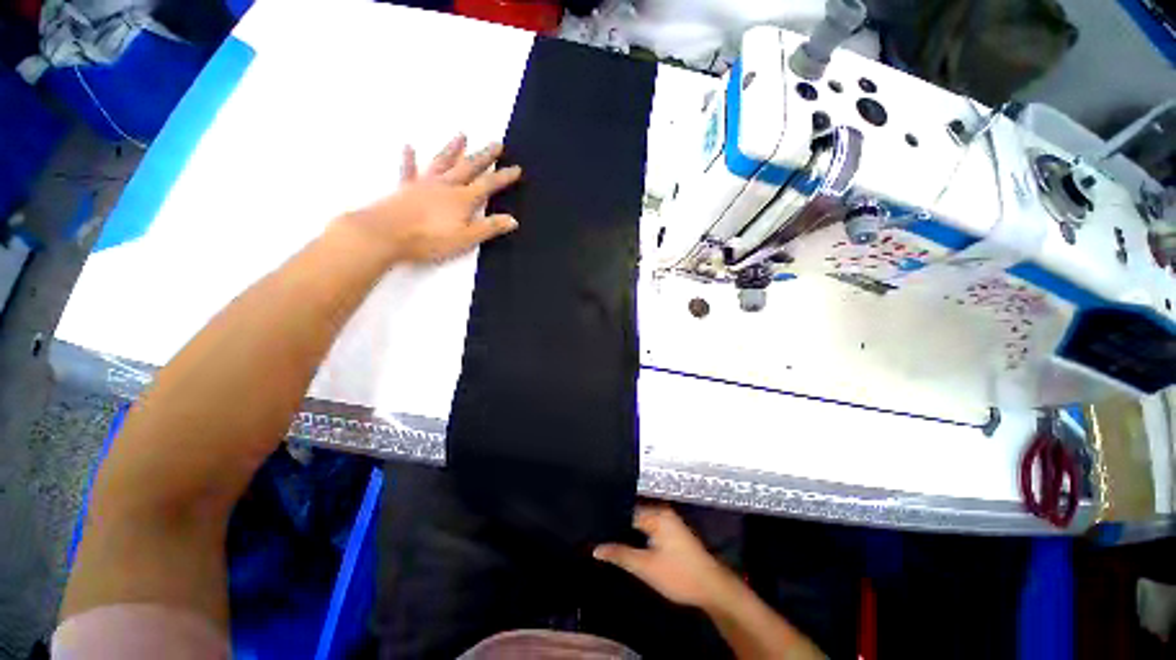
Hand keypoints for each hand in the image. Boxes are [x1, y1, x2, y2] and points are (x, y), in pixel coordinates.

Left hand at [337, 134, 521, 264]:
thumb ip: (489, 228)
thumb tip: (513, 220)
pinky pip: (409, 169)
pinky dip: (409, 158)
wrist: (386, 234)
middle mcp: (446, 186)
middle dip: (484, 156)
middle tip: (497, 144)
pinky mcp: (405, 187)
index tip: (516, 168)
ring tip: (462, 135)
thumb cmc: (430, 239)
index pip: (488, 185)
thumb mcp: (466, 238)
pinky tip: (409, 147)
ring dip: (453, 149)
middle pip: (468, 167)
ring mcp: (424, 183)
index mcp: (462, 199)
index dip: (503, 177)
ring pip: (443, 162)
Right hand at [594, 505, 737, 609]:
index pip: (626, 511)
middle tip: (598, 536)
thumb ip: (620, 555)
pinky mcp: (672, 531)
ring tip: (608, 540)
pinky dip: (638, 535)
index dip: (610, 520)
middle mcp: (662, 512)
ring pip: (640, 521)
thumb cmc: (679, 575)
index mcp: (656, 514)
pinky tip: (628, 545)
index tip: (594, 528)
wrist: (712, 588)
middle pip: (633, 514)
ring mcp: (668, 521)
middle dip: (618, 525)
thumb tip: (596, 548)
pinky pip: (649, 527)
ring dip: (628, 531)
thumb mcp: (646, 567)